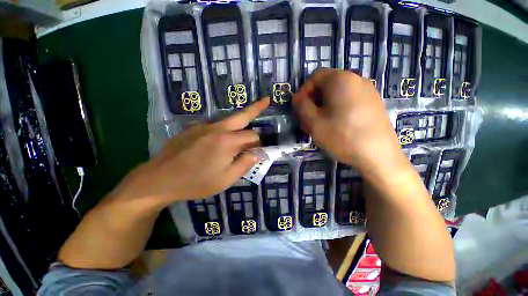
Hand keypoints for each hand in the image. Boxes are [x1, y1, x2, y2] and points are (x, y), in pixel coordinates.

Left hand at [112, 98, 269, 208]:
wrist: (159, 179)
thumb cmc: (196, 182)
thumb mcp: (226, 179)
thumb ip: (245, 164)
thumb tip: (258, 153)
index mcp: (227, 141)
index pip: (252, 136)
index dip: (258, 144)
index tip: (257, 152)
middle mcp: (217, 128)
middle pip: (242, 115)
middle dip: (256, 108)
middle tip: (266, 100)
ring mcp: (203, 126)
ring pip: (229, 120)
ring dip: (240, 123)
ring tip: (244, 130)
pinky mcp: (193, 128)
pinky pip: (215, 126)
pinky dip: (224, 130)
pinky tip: (218, 143)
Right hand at [293, 69, 408, 176]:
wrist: (378, 155)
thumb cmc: (341, 136)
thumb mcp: (313, 122)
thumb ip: (301, 106)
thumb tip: (297, 97)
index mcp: (340, 79)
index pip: (315, 77)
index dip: (304, 92)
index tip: (301, 110)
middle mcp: (356, 79)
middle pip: (326, 86)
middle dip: (313, 102)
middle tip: (309, 121)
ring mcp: (368, 91)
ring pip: (337, 95)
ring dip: (324, 108)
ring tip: (321, 126)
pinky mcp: (373, 103)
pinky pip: (349, 101)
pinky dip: (337, 110)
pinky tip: (337, 126)